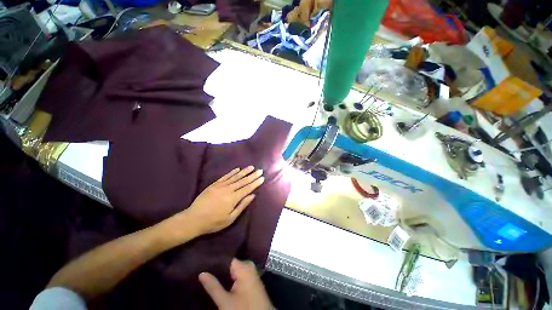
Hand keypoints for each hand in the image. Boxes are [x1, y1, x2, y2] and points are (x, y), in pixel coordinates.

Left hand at [184, 166, 263, 235]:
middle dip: (252, 175)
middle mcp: (228, 189)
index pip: (247, 188)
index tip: (262, 178)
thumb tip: (252, 195)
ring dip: (244, 171)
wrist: (193, 219)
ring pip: (235, 177)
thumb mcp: (230, 218)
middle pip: (243, 181)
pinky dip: (232, 172)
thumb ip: (242, 205)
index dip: (255, 183)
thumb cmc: (213, 222)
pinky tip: (237, 169)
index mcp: (233, 198)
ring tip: (251, 167)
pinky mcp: (214, 184)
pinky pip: (225, 176)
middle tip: (260, 170)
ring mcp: (220, 185)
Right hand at [199, 259, 273, 309]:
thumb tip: (201, 273)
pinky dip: (231, 278)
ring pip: (234, 270)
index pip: (227, 258)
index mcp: (244, 266)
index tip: (203, 263)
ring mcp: (252, 273)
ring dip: (224, 274)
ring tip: (209, 275)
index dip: (215, 261)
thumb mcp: (225, 301)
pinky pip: (239, 274)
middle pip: (231, 264)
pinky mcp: (252, 280)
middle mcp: (249, 266)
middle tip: (204, 271)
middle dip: (219, 268)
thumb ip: (213, 286)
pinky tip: (221, 281)